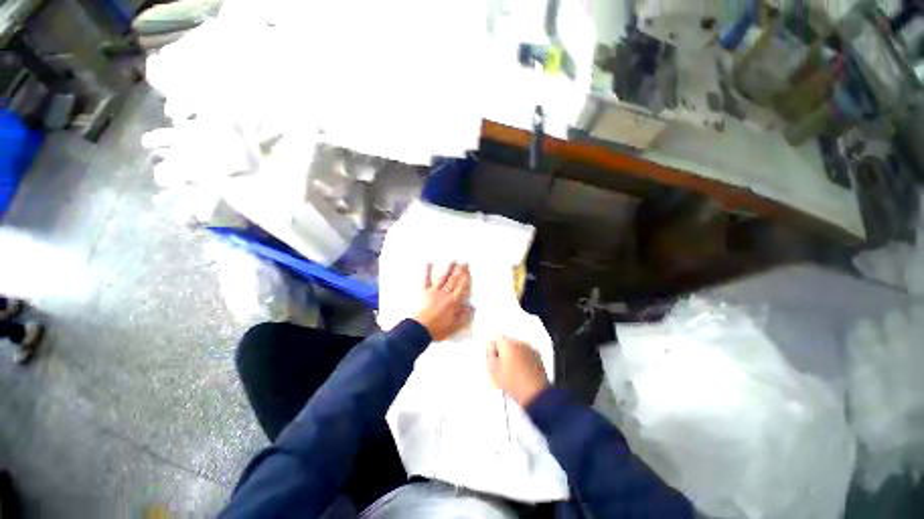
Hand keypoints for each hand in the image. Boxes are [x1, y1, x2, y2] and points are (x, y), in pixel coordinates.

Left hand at [413, 262, 471, 340]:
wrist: (419, 329)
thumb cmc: (437, 329)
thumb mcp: (454, 326)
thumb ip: (464, 316)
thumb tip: (472, 308)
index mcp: (453, 302)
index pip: (462, 288)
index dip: (466, 279)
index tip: (469, 271)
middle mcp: (445, 294)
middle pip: (454, 281)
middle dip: (460, 271)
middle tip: (464, 262)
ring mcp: (434, 291)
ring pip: (443, 278)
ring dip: (449, 269)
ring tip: (453, 261)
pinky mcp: (424, 292)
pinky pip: (426, 280)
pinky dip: (427, 271)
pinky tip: (429, 263)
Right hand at [487, 337, 549, 406]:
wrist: (533, 394)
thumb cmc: (515, 384)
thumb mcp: (493, 371)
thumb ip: (489, 357)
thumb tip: (490, 353)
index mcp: (507, 344)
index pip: (495, 341)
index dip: (492, 351)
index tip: (492, 357)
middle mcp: (519, 343)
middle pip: (506, 345)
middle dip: (503, 354)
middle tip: (502, 367)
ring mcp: (529, 349)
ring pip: (517, 350)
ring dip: (514, 357)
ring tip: (512, 372)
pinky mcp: (537, 357)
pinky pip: (527, 355)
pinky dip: (523, 360)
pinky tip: (521, 372)